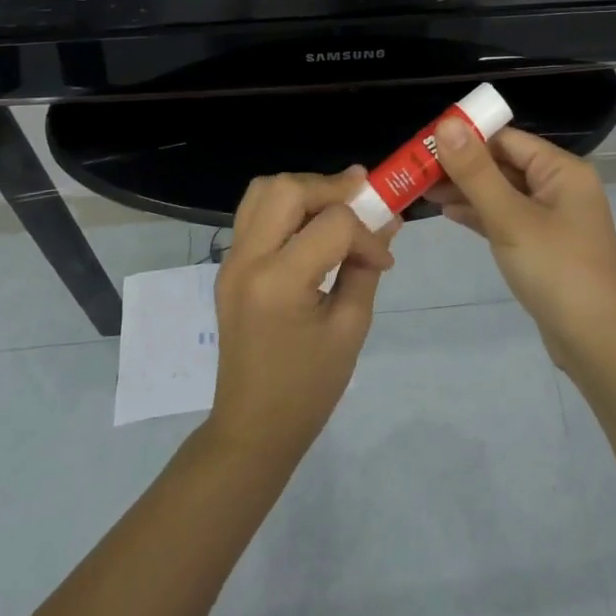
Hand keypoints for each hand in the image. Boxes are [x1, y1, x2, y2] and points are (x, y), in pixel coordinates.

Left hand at [211, 168, 396, 458]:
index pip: (333, 224)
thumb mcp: (350, 328)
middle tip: (363, 198)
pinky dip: (286, 208)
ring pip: (263, 191)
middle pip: (287, 188)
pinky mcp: (229, 267)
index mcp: (279, 282)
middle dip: (331, 188)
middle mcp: (247, 260)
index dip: (367, 234)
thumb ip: (365, 268)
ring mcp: (231, 261)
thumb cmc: (309, 387)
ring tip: (337, 207)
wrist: (253, 427)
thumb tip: (386, 224)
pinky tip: (312, 229)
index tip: (383, 260)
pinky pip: (254, 214)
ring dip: (304, 190)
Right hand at [427, 122, 615, 365]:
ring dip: (466, 190)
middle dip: (461, 166)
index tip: (423, 143)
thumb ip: (476, 172)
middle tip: (414, 169)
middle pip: (504, 164)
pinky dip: (480, 214)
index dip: (465, 137)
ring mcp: (552, 218)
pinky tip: (448, 212)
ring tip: (421, 190)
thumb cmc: (556, 270)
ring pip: (502, 193)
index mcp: (562, 170)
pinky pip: (506, 218)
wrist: (597, 341)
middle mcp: (560, 187)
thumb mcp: (510, 217)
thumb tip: (445, 124)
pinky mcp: (542, 246)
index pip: (506, 139)